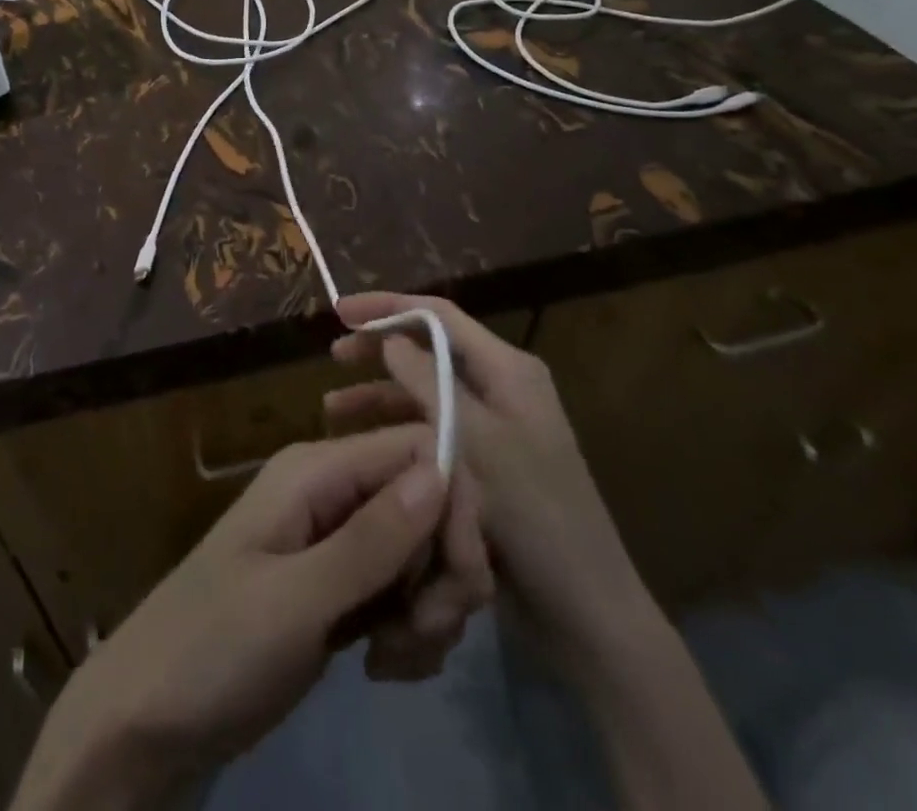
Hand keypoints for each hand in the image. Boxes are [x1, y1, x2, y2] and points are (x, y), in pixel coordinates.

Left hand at [10, 425, 492, 809]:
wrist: (149, 718)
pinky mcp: (341, 589)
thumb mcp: (296, 598)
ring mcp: (336, 541)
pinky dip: (412, 632)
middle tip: (426, 632)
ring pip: (422, 552)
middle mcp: (332, 492)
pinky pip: (403, 592)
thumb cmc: (213, 647)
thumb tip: (442, 471)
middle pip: (428, 502)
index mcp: (316, 470)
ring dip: (430, 609)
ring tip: (395, 659)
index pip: (419, 449)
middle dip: (445, 568)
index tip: (461, 579)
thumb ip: (371, 539)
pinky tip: (384, 668)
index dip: (453, 505)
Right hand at [327, 294, 652, 654]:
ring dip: (380, 394)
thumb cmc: (533, 513)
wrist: (585, 610)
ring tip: (331, 409)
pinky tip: (363, 446)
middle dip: (380, 348)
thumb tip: (391, 339)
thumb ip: (429, 381)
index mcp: (508, 369)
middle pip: (429, 348)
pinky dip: (397, 430)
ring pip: (425, 392)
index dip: (387, 306)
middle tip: (334, 354)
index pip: (439, 315)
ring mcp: (494, 426)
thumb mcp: (475, 440)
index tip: (340, 311)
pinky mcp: (485, 463)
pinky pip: (431, 429)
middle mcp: (501, 387)